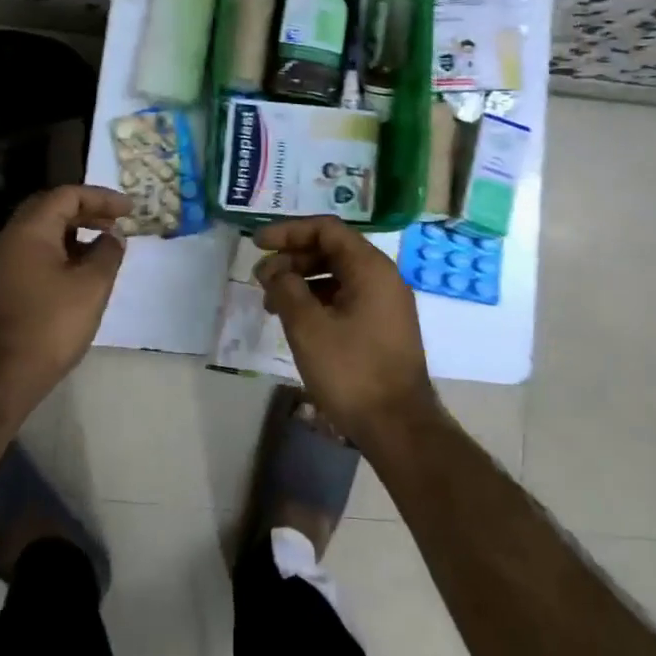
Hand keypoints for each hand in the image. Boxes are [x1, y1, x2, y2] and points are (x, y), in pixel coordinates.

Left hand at [0, 185, 130, 417]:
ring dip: (74, 232)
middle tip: (115, 221)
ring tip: (104, 246)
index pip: (66, 195)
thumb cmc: (50, 325)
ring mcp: (1, 264)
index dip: (101, 198)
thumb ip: (108, 253)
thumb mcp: (92, 286)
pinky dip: (61, 251)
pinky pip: (34, 253)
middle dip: (86, 211)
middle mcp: (9, 239)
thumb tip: (113, 236)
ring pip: (40, 232)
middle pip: (49, 209)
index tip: (130, 210)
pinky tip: (80, 271)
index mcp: (29, 231)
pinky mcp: (1, 286)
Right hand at [254, 215, 437, 447]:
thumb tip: (275, 271)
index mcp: (370, 267)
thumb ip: (286, 289)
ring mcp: (386, 303)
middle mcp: (383, 277)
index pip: (326, 229)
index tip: (257, 244)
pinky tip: (296, 320)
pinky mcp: (383, 326)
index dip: (289, 232)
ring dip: (303, 281)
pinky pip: (347, 297)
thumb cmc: (351, 371)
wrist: (398, 426)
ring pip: (338, 276)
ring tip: (271, 303)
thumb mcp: (308, 327)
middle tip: (260, 278)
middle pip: (332, 250)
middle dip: (292, 259)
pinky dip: (319, 300)